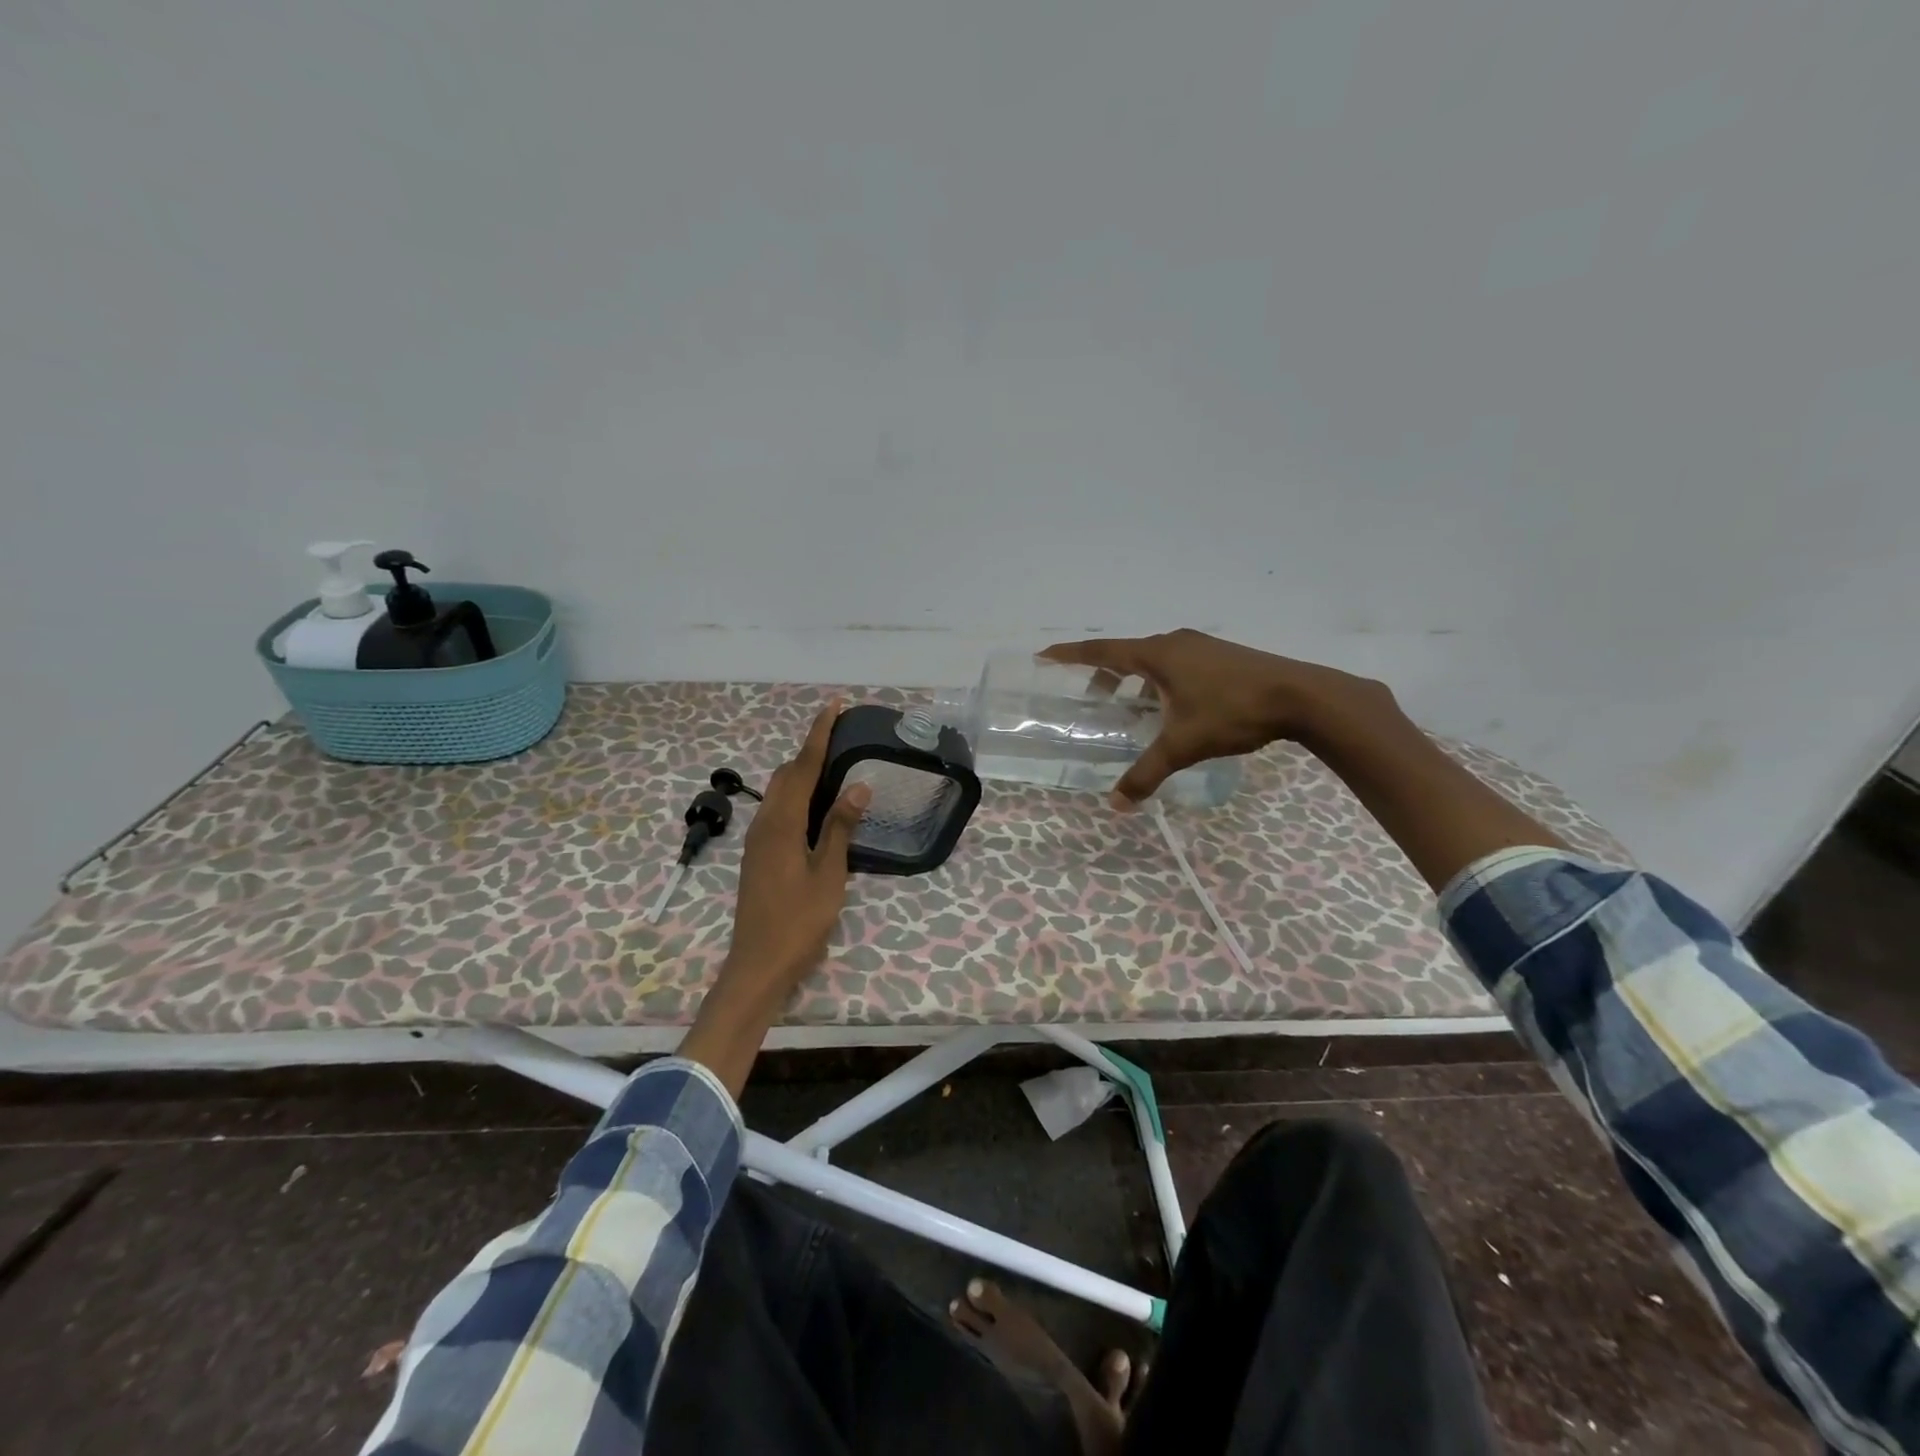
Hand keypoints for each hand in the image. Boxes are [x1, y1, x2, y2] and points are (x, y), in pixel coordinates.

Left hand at [723, 701, 871, 999]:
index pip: (803, 767)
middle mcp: (765, 823)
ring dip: (802, 770)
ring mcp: (758, 840)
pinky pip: (778, 809)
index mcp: (782, 824)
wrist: (758, 965)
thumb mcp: (828, 875)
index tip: (834, 706)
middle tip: (840, 732)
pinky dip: (797, 793)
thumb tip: (858, 785)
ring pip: (779, 791)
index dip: (819, 735)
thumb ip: (840, 828)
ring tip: (832, 760)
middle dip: (810, 748)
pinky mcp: (759, 854)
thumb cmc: (798, 922)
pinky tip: (816, 803)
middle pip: (786, 774)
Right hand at [1040, 630, 1390, 803]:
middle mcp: (1175, 643)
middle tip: (1094, 702)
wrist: (1301, 696)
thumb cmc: (1232, 712)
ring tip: (1133, 712)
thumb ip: (1147, 773)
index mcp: (1158, 655)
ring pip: (1155, 661)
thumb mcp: (1184, 745)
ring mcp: (1202, 647)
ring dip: (1136, 682)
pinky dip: (1161, 682)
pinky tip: (1173, 710)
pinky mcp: (1222, 656)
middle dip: (1105, 677)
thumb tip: (1117, 803)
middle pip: (1127, 656)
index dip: (1070, 655)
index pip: (1102, 651)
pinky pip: (1177, 665)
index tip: (1044, 655)